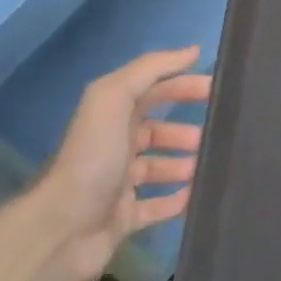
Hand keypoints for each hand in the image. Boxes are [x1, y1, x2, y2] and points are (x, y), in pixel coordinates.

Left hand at [24, 46, 211, 280]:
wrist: (63, 229)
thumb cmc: (93, 158)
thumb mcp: (113, 98)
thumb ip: (150, 70)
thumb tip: (192, 51)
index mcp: (110, 116)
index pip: (152, 91)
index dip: (183, 85)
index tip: (218, 89)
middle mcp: (113, 146)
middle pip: (157, 130)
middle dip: (187, 130)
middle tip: (217, 135)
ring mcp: (118, 184)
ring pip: (160, 168)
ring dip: (186, 165)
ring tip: (209, 167)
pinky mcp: (123, 219)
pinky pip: (157, 207)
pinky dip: (178, 201)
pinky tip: (197, 196)